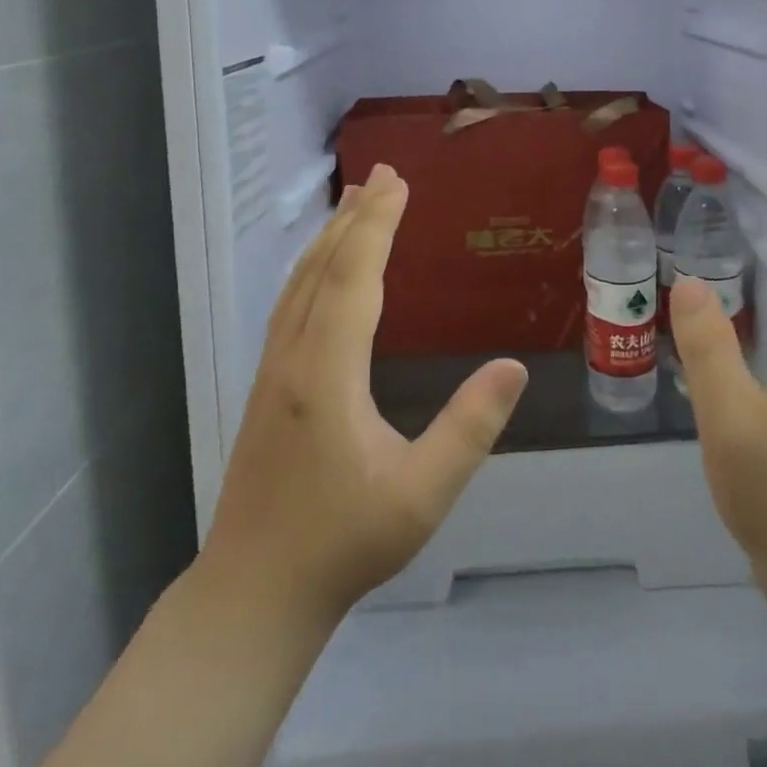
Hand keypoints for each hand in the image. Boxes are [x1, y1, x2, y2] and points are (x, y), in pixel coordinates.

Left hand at [195, 164, 528, 626]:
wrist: (253, 592)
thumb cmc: (343, 543)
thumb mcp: (420, 495)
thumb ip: (469, 430)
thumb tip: (513, 367)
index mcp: (327, 372)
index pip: (354, 277)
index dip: (377, 225)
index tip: (399, 183)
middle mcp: (294, 356)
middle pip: (324, 267)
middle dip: (356, 215)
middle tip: (385, 173)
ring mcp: (273, 368)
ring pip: (300, 282)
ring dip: (331, 236)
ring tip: (355, 200)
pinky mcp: (267, 383)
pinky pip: (290, 302)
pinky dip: (312, 266)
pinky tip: (324, 267)